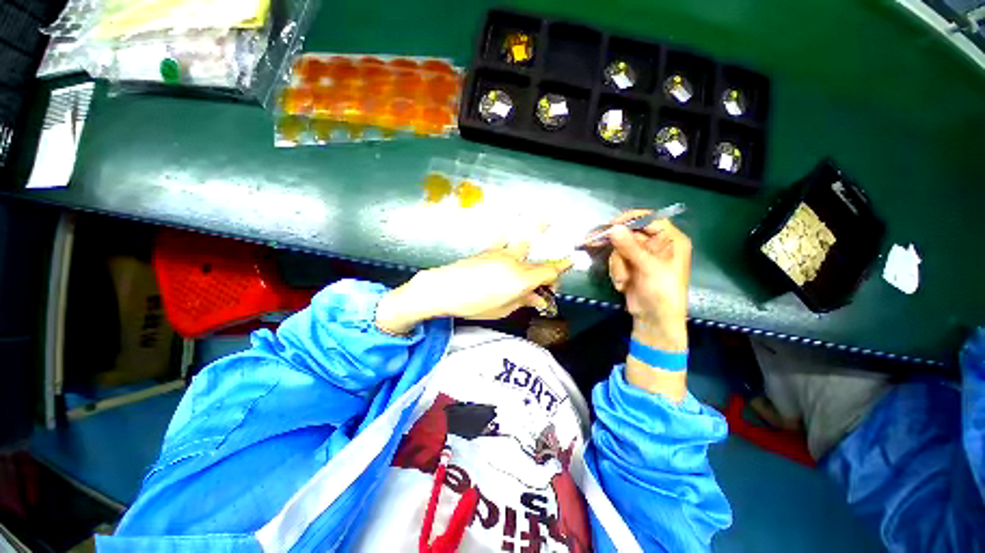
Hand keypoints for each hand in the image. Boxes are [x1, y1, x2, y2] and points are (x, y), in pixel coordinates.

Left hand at [376, 239, 571, 334]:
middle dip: (549, 268)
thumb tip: (538, 299)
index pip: (549, 272)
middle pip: (539, 262)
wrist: (445, 289)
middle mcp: (515, 262)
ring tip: (546, 220)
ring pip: (524, 242)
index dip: (561, 271)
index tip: (570, 265)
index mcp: (522, 279)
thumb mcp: (503, 309)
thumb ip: (523, 301)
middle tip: (550, 278)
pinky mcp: (489, 250)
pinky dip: (509, 229)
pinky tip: (514, 215)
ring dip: (537, 231)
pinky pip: (503, 238)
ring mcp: (502, 253)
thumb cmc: (475, 304)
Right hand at [606, 210, 691, 351]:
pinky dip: (617, 272)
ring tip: (623, 280)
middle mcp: (658, 245)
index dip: (631, 220)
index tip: (612, 225)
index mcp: (672, 241)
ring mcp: (643, 257)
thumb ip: (630, 247)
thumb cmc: (661, 293)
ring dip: (618, 265)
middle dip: (618, 248)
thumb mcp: (648, 268)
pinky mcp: (632, 267)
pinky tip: (623, 284)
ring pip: (620, 249)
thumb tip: (613, 228)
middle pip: (631, 234)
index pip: (651, 220)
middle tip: (594, 244)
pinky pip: (617, 261)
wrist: (654, 320)